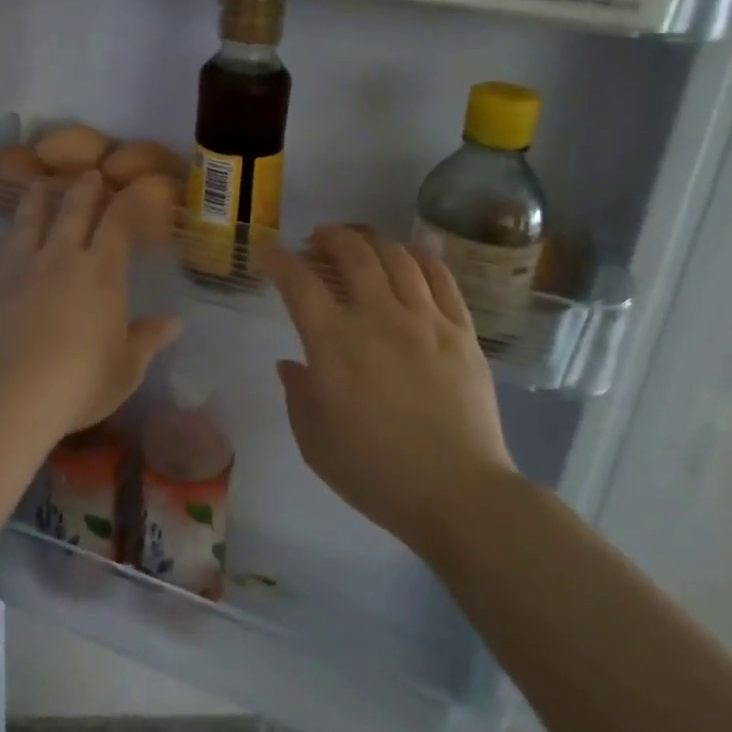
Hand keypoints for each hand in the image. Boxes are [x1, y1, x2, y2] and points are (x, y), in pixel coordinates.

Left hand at [0, 172, 181, 441]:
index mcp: (100, 273)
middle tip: (87, 173)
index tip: (135, 187)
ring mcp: (18, 271)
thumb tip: (174, 322)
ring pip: (26, 225)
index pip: (118, 224)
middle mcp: (59, 260)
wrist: (9, 397)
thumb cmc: (79, 383)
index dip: (128, 202)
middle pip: (71, 213)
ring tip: (36, 184)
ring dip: (33, 202)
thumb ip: (147, 340)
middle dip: (82, 190)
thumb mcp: (126, 369)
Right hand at [263, 225, 515, 554]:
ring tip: (360, 242)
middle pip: (352, 253)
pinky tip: (411, 254)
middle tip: (318, 240)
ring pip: (396, 257)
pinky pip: (441, 278)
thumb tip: (291, 363)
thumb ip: (298, 395)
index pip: (299, 282)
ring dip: (372, 240)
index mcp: (334, 344)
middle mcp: (377, 317)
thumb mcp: (315, 442)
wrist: (459, 494)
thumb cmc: (376, 473)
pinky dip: (421, 257)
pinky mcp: (461, 331)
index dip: (279, 261)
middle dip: (329, 236)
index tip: (270, 256)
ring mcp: (424, 320)